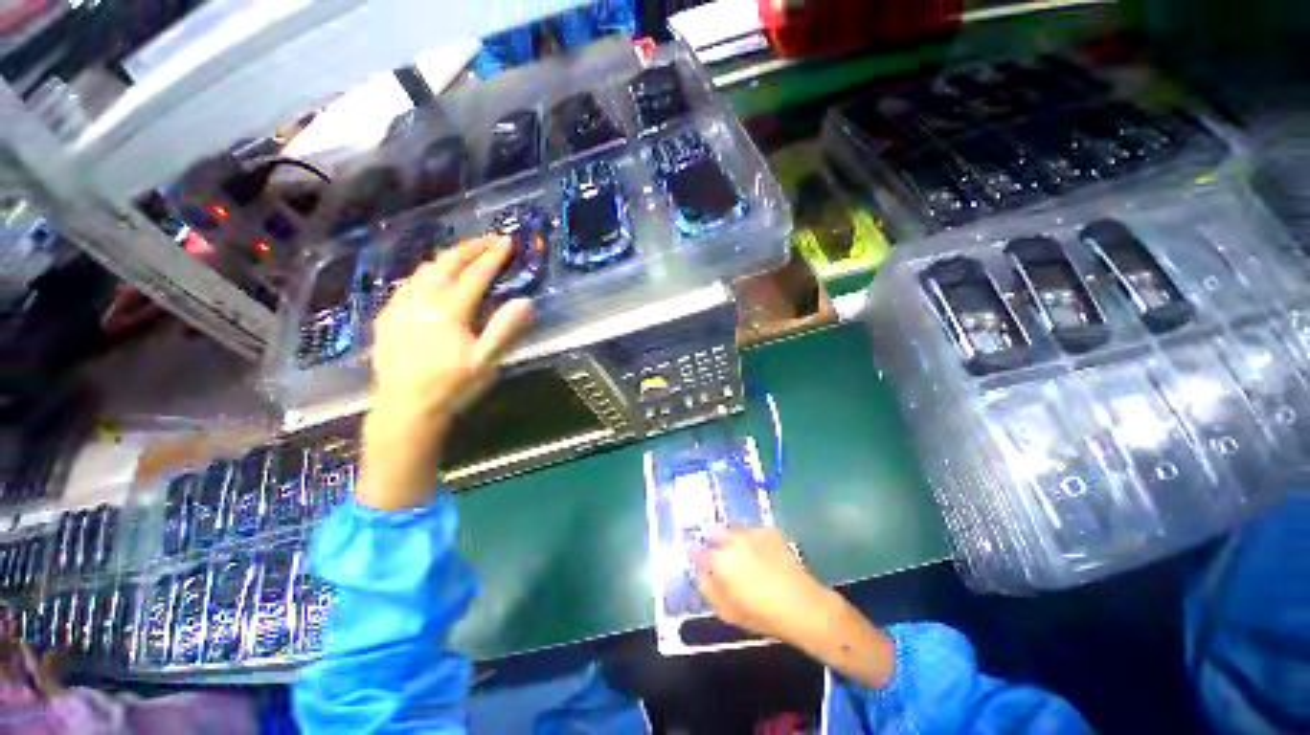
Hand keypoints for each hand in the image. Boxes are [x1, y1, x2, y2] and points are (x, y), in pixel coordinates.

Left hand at [360, 235, 532, 510]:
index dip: (493, 257)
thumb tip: (525, 301)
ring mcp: (400, 307)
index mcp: (449, 310)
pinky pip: (406, 285)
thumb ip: (505, 329)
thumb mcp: (486, 362)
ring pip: (423, 271)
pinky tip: (428, 278)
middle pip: (447, 264)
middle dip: (470, 248)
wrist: (405, 409)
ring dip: (446, 257)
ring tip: (462, 253)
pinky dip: (424, 274)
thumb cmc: (451, 386)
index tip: (507, 241)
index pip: (475, 275)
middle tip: (488, 239)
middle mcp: (421, 301)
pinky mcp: (387, 317)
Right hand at [694, 528, 897, 688]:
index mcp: (720, 559)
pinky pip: (753, 530)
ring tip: (736, 548)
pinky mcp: (770, 531)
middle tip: (714, 549)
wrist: (802, 605)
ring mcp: (753, 532)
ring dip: (730, 535)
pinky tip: (757, 549)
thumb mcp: (727, 612)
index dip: (695, 555)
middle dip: (710, 537)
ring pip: (733, 528)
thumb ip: (708, 589)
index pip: (698, 552)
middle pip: (713, 530)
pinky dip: (750, 537)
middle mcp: (733, 539)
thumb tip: (700, 573)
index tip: (695, 559)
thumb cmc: (762, 614)